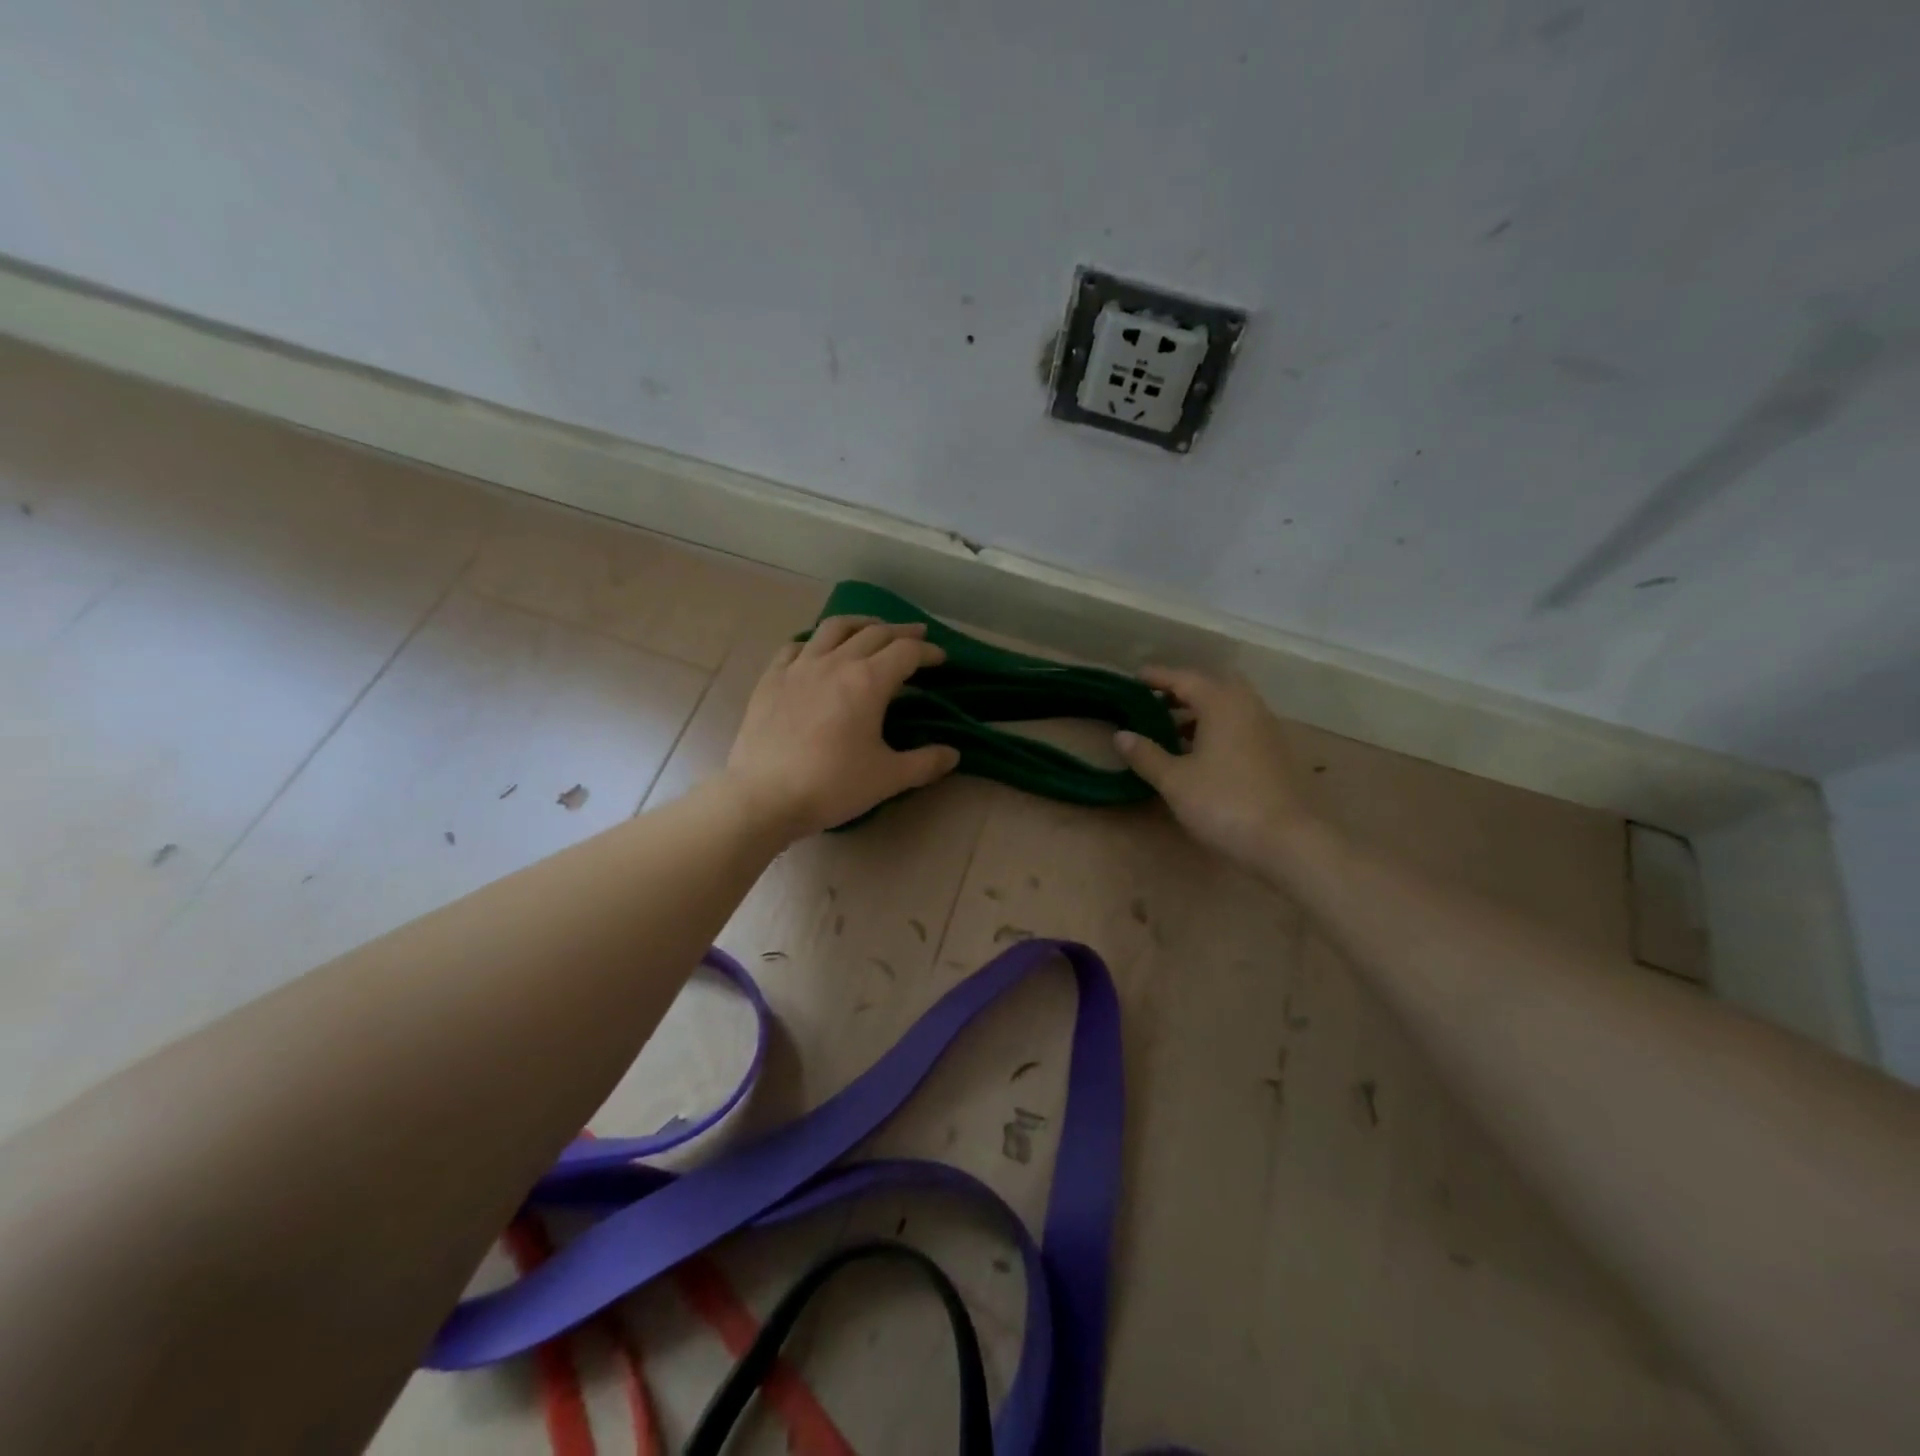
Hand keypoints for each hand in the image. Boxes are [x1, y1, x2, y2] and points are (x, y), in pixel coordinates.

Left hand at [724, 616, 961, 839]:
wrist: (764, 796)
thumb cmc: (831, 786)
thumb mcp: (887, 778)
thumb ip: (925, 762)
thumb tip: (953, 754)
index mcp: (868, 681)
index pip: (907, 652)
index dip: (928, 651)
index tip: (941, 658)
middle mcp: (835, 662)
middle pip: (874, 632)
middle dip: (901, 632)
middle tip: (916, 636)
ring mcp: (799, 666)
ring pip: (834, 628)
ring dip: (860, 623)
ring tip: (871, 629)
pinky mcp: (771, 678)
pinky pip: (796, 646)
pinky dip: (815, 642)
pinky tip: (818, 652)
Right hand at [1114, 667, 1307, 871]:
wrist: (1286, 840)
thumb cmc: (1223, 802)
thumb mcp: (1175, 780)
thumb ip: (1146, 755)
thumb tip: (1121, 735)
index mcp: (1221, 704)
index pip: (1185, 679)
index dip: (1158, 677)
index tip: (1136, 677)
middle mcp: (1247, 707)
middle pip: (1213, 686)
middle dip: (1184, 690)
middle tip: (1156, 701)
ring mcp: (1266, 730)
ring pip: (1229, 706)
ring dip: (1201, 710)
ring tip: (1173, 728)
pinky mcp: (1275, 753)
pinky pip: (1240, 725)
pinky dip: (1217, 727)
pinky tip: (1202, 752)